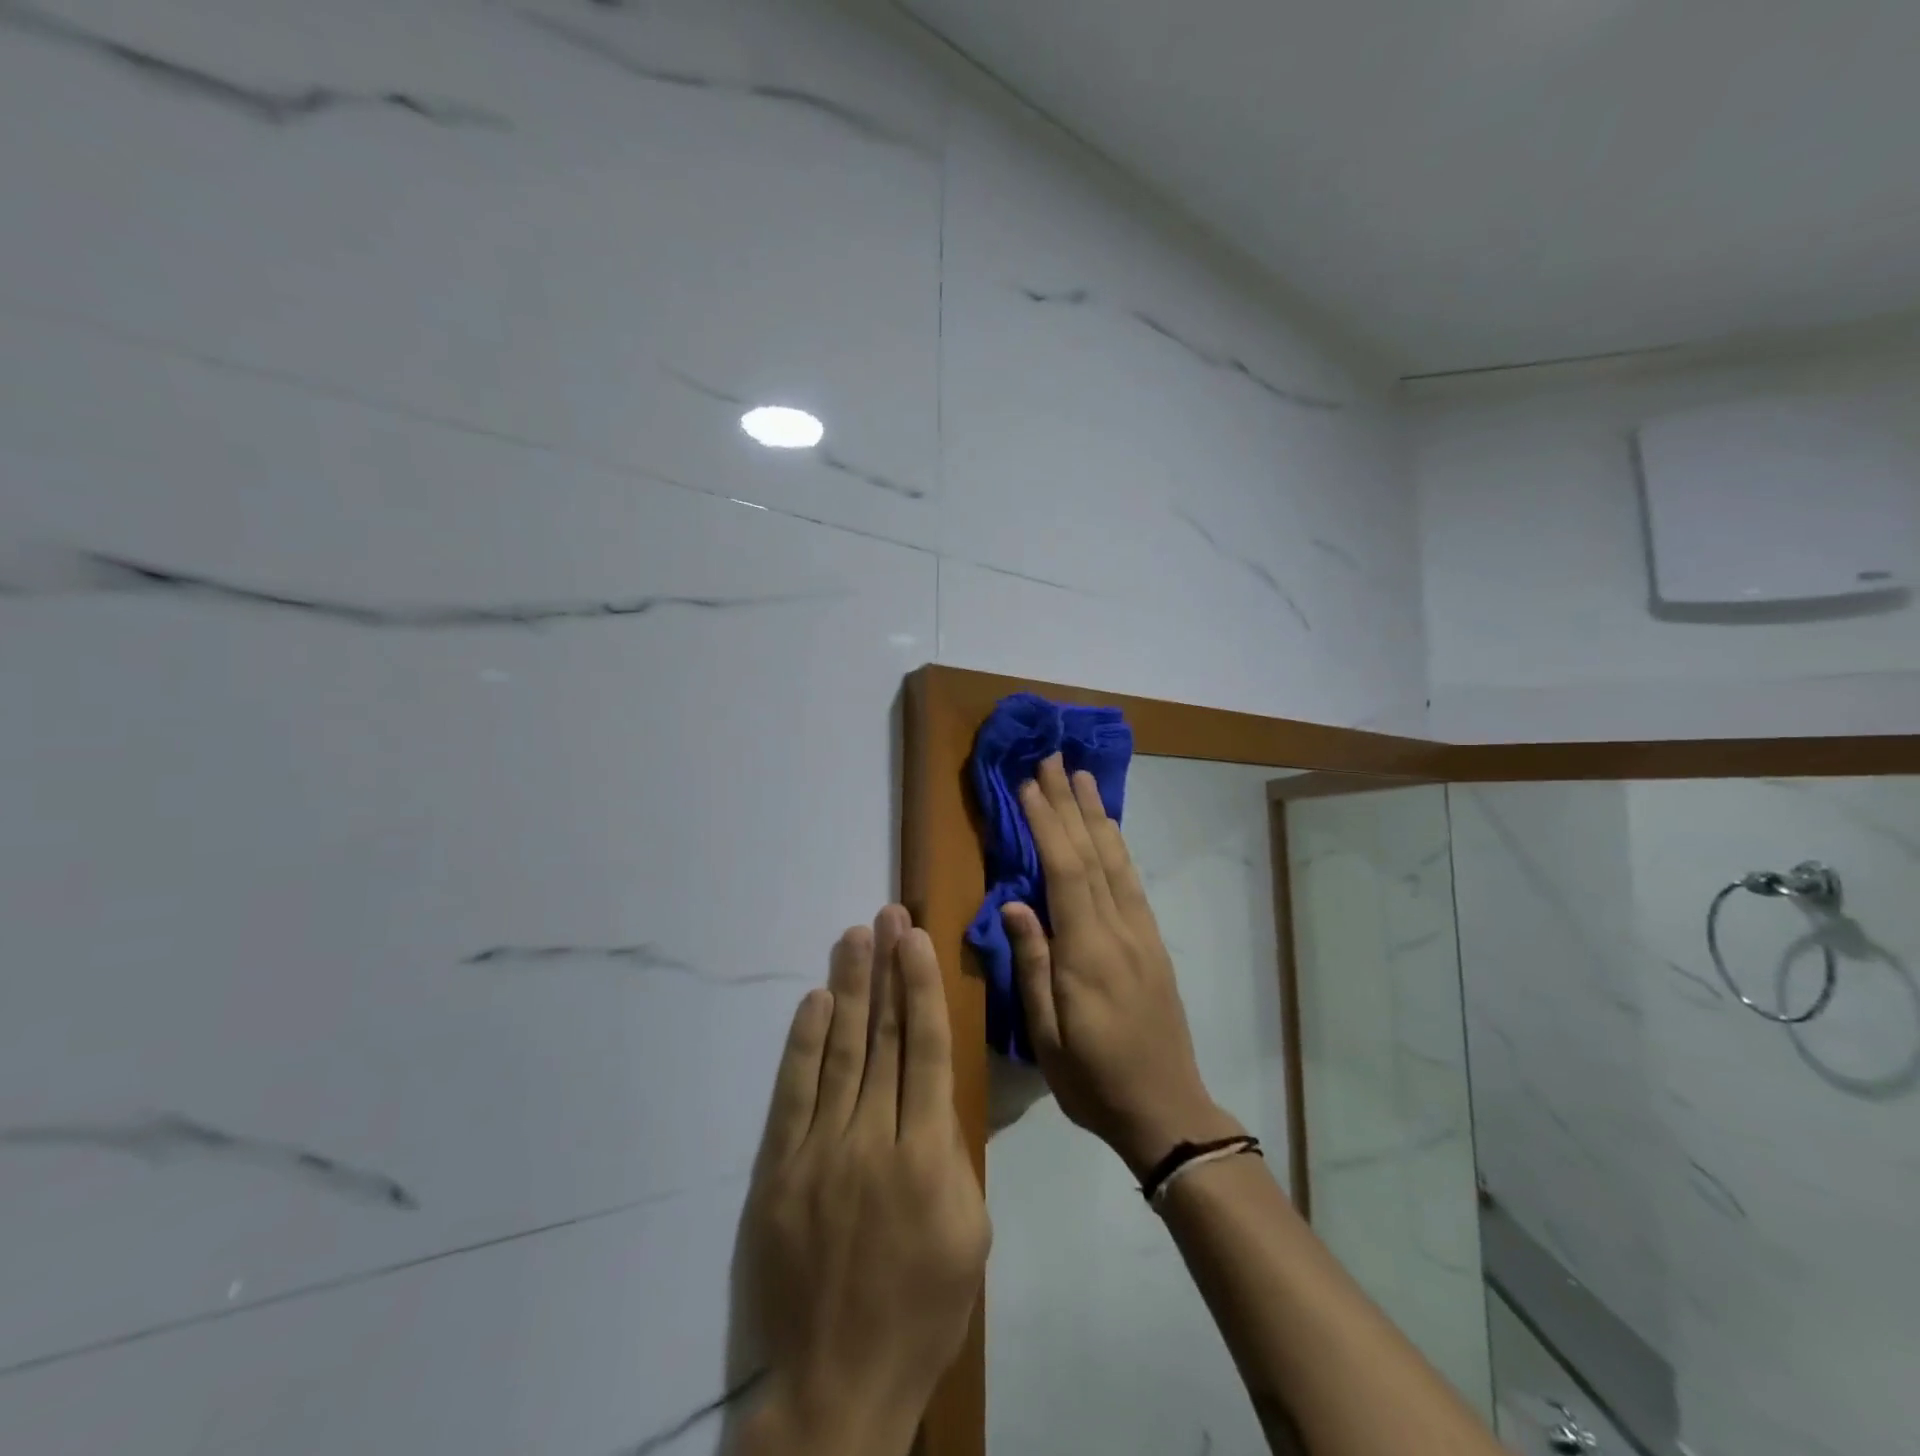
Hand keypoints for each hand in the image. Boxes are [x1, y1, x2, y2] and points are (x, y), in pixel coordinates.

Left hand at [737, 906, 990, 1455]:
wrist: (837, 1382)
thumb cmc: (922, 1309)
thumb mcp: (970, 1234)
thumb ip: (952, 1155)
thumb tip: (931, 1091)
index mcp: (928, 1156)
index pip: (923, 1050)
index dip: (921, 988)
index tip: (916, 941)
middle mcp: (873, 1139)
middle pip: (882, 1037)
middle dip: (886, 970)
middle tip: (886, 916)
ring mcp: (821, 1151)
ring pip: (840, 1051)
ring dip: (849, 989)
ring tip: (854, 937)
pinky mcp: (780, 1169)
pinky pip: (794, 1092)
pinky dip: (804, 1042)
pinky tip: (815, 1001)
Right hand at [1003, 755, 1241, 1176]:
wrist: (1167, 1110)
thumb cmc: (1094, 1079)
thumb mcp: (1047, 1035)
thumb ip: (1033, 963)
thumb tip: (1013, 902)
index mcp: (1089, 952)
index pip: (1065, 871)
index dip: (1047, 823)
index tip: (1028, 785)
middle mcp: (1120, 930)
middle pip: (1093, 852)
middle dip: (1071, 802)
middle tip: (1054, 759)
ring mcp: (1142, 933)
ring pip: (1117, 860)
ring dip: (1097, 814)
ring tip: (1083, 777)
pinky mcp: (1153, 942)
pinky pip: (1131, 880)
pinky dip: (1116, 846)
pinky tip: (1107, 830)